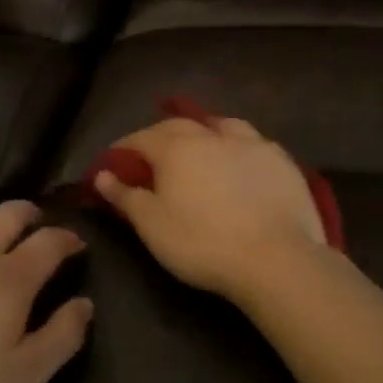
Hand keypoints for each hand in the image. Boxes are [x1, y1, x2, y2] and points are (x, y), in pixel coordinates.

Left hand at [0, 202, 91, 382]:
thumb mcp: (26, 378)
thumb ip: (62, 336)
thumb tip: (84, 303)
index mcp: (8, 279)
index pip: (48, 241)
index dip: (68, 238)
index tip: (78, 245)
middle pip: (7, 214)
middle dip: (31, 213)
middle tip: (41, 225)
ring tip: (2, 239)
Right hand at [93, 116, 326, 302]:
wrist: (275, 258)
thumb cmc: (202, 243)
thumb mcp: (152, 226)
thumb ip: (125, 196)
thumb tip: (101, 174)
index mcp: (176, 148)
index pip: (141, 138)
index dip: (124, 147)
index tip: (115, 160)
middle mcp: (212, 135)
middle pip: (180, 125)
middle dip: (161, 134)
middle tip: (153, 153)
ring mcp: (252, 143)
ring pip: (222, 125)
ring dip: (205, 130)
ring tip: (201, 143)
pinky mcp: (281, 160)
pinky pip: (254, 142)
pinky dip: (239, 145)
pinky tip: (242, 159)